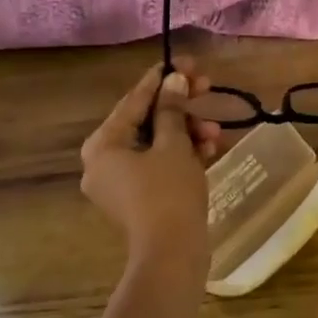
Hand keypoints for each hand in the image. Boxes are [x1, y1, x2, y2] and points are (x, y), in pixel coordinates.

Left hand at [79, 57, 223, 265]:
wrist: (172, 256)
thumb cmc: (168, 194)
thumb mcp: (174, 144)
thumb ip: (172, 108)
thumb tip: (174, 79)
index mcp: (103, 144)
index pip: (134, 99)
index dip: (162, 78)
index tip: (186, 62)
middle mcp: (103, 160)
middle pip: (145, 120)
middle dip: (180, 107)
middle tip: (206, 88)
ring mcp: (120, 182)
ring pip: (155, 142)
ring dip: (186, 131)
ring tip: (214, 132)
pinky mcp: (138, 198)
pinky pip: (158, 164)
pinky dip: (181, 154)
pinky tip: (209, 149)